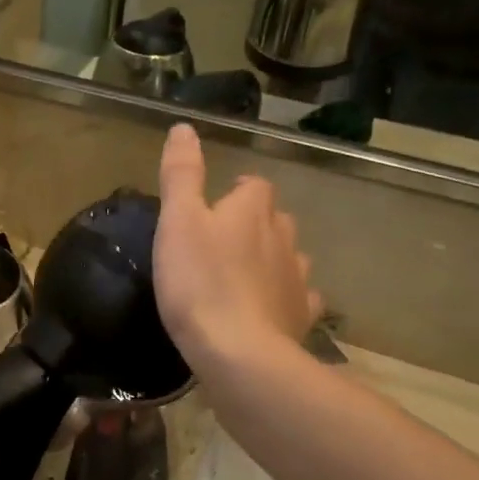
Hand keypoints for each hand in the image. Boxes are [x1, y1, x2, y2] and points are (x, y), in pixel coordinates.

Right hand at [154, 125, 322, 371]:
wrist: (238, 351)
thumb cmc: (199, 282)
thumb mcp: (177, 222)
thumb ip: (181, 175)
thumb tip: (184, 128)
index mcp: (253, 210)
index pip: (254, 186)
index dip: (237, 191)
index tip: (215, 206)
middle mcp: (284, 237)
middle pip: (275, 219)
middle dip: (256, 224)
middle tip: (223, 242)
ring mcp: (297, 277)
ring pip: (290, 257)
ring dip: (272, 259)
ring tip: (244, 276)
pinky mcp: (301, 315)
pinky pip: (299, 298)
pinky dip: (286, 298)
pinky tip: (270, 309)